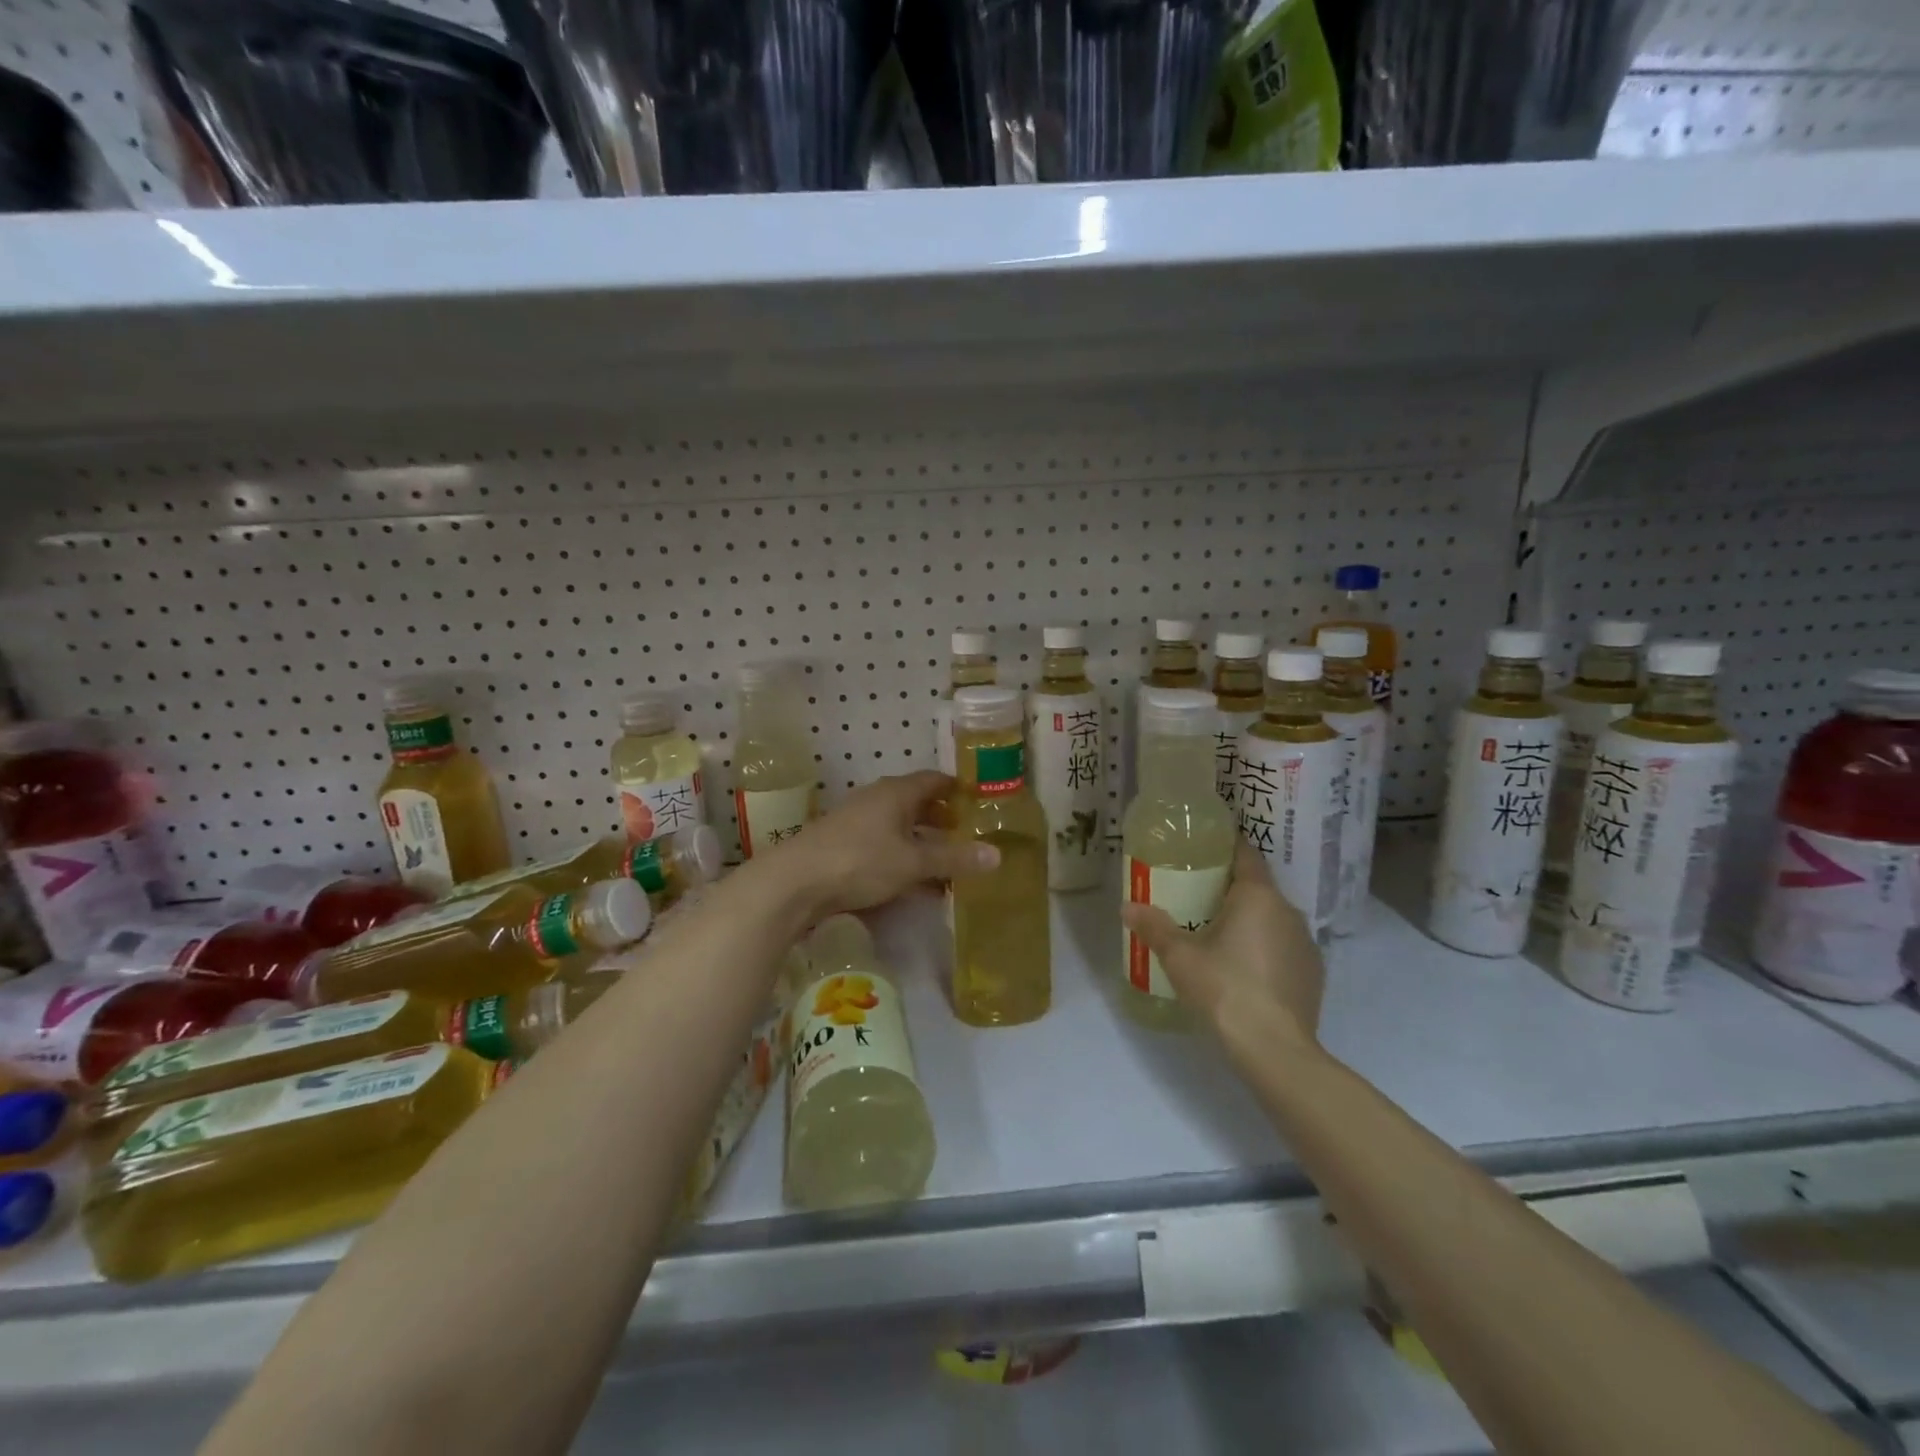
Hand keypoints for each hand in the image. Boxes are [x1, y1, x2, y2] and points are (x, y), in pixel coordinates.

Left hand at [768, 772, 999, 918]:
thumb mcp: (913, 862)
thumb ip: (954, 859)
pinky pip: (880, 844)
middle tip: (965, 834)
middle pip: (915, 802)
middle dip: (940, 818)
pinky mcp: (840, 844)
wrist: (794, 882)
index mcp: (896, 792)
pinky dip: (900, 856)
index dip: (956, 788)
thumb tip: (997, 855)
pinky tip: (909, 881)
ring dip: (919, 840)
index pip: (933, 780)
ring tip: (943, 861)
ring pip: (897, 825)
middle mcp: (875, 799)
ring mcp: (855, 821)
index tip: (976, 799)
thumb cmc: (860, 861)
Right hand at [1121, 840, 1324, 1060]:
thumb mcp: (1179, 957)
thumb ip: (1153, 927)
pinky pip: (1284, 948)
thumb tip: (1127, 906)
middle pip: (1258, 888)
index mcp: (1258, 896)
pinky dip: (1265, 949)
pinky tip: (1245, 969)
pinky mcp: (1313, 974)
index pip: (1246, 855)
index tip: (1206, 848)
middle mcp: (1288, 911)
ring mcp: (1306, 944)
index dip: (1227, 847)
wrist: (1274, 1049)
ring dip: (1250, 921)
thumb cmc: (1224, 988)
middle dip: (1231, 889)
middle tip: (1198, 895)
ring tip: (1219, 933)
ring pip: (1273, 919)